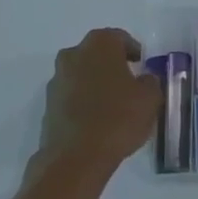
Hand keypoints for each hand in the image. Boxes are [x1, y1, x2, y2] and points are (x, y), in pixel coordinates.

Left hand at [33, 29, 161, 180]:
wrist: (75, 159)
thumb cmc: (118, 118)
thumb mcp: (150, 98)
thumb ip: (150, 81)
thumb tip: (144, 80)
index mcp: (100, 43)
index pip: (120, 39)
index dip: (134, 52)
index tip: (142, 66)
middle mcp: (74, 54)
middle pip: (97, 54)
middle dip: (112, 66)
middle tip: (128, 84)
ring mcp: (57, 80)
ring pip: (82, 75)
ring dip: (95, 84)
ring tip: (112, 106)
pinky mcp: (47, 106)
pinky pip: (71, 97)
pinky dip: (83, 103)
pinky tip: (96, 122)